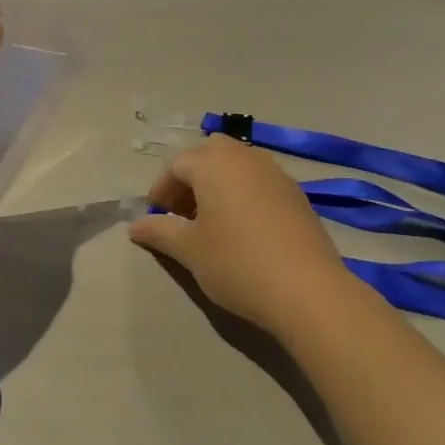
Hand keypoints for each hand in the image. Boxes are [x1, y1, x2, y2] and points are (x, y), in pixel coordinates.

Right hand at [129, 135, 355, 335]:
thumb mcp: (190, 250)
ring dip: (219, 183)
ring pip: (237, 165)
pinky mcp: (297, 193)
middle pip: (209, 154)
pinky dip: (244, 193)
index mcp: (213, 163)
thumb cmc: (237, 263)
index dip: (162, 189)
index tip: (157, 216)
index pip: (177, 164)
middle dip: (192, 177)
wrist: (308, 290)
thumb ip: (160, 232)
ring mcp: (275, 172)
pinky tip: (244, 229)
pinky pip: (260, 181)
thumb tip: (136, 226)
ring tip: (213, 222)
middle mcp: (244, 157)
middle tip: (183, 212)